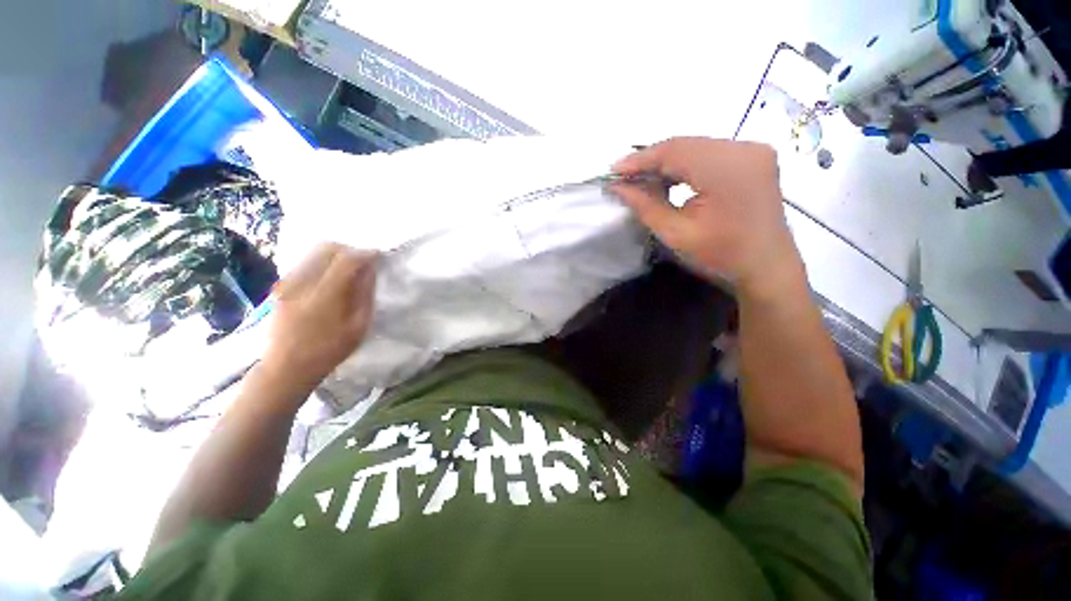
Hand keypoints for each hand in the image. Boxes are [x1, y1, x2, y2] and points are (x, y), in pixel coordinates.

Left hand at [262, 243, 377, 389]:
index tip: (378, 256)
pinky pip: (305, 262)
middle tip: (364, 262)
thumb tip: (370, 270)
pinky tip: (331, 278)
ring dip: (336, 255)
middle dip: (350, 250)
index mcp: (324, 297)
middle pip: (327, 248)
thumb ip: (364, 295)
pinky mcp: (280, 285)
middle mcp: (301, 283)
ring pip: (314, 252)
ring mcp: (286, 283)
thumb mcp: (358, 326)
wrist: (287, 367)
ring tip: (349, 269)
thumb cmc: (329, 350)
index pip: (346, 260)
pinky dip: (322, 262)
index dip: (365, 254)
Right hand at [612, 137, 803, 297]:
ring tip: (643, 179)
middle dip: (651, 160)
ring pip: (696, 147)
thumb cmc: (721, 254)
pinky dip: (686, 164)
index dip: (640, 159)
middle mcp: (744, 148)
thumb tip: (618, 187)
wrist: (767, 265)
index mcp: (727, 168)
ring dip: (667, 162)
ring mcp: (753, 150)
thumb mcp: (676, 233)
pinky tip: (670, 178)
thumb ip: (645, 206)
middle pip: (685, 145)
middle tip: (625, 177)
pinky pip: (710, 152)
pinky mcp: (754, 156)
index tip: (613, 171)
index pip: (674, 150)